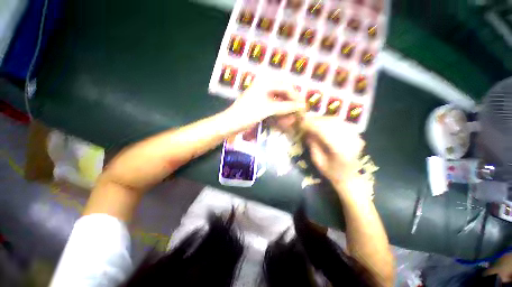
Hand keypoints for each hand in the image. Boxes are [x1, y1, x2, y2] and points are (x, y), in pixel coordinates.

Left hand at [225, 78, 305, 129]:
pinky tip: (284, 119)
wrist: (231, 123)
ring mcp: (263, 96)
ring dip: (287, 109)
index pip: (287, 87)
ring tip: (292, 118)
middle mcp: (265, 86)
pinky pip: (274, 107)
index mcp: (265, 83)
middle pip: (284, 93)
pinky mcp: (261, 104)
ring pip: (280, 100)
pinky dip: (280, 113)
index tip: (303, 107)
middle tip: (299, 112)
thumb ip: (285, 107)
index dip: (296, 97)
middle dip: (292, 103)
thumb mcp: (267, 109)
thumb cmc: (247, 113)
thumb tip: (301, 106)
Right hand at [301, 116, 364, 186]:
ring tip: (311, 120)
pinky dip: (328, 120)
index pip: (325, 131)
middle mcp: (351, 141)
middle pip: (331, 123)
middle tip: (304, 119)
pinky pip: (340, 122)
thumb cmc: (331, 172)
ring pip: (336, 120)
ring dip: (321, 119)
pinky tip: (321, 122)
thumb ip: (312, 144)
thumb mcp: (317, 161)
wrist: (350, 177)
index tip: (300, 122)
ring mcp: (356, 136)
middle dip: (315, 120)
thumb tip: (306, 130)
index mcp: (341, 151)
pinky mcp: (356, 133)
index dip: (311, 125)